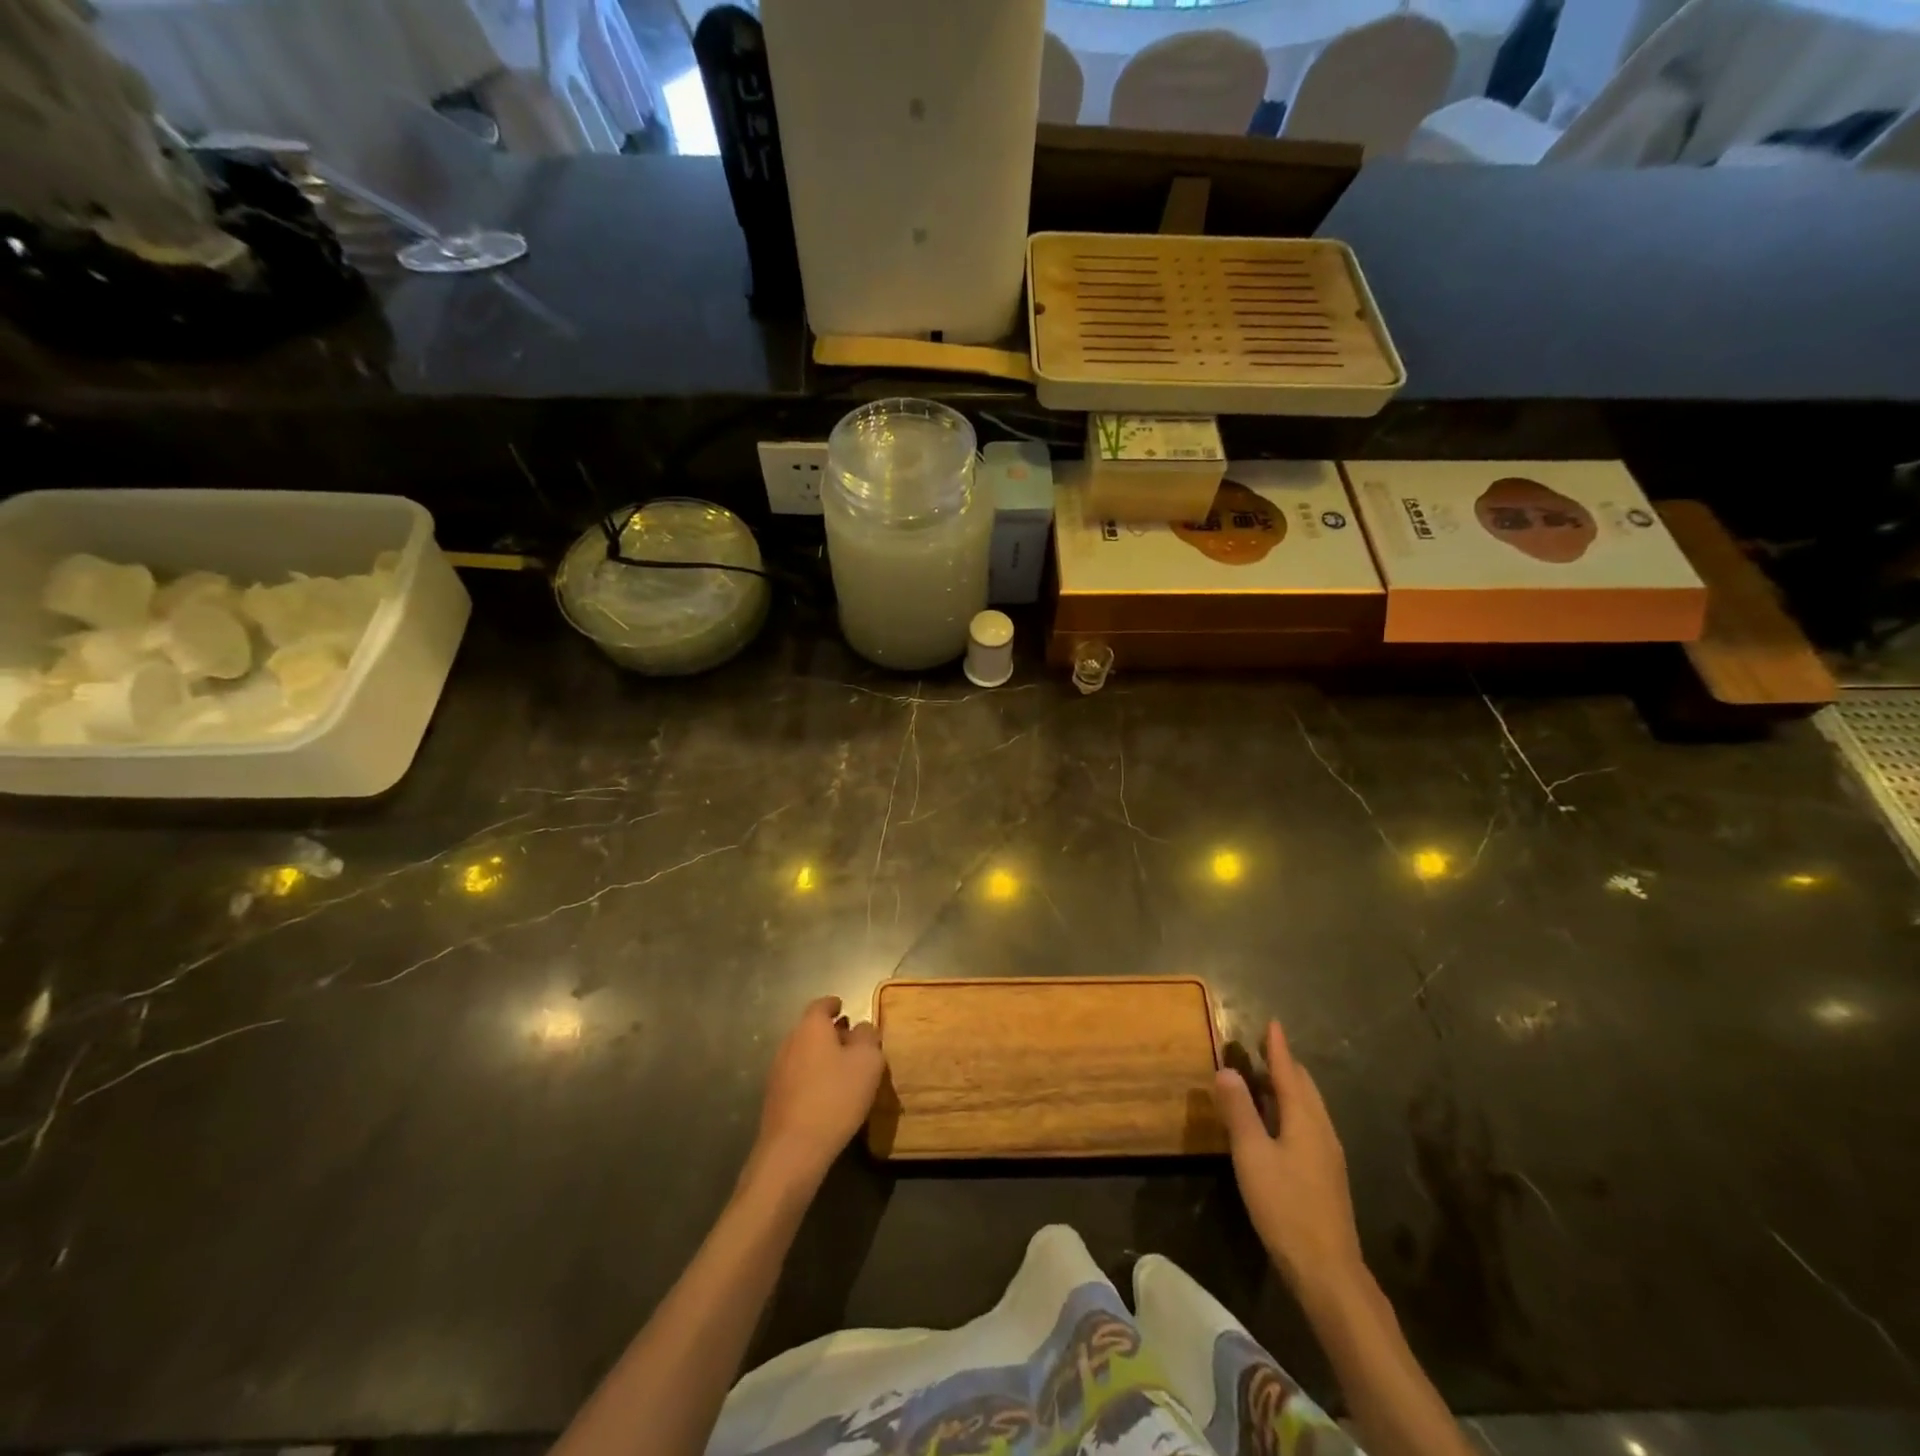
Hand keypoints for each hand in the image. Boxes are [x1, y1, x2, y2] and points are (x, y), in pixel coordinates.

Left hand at [749, 997, 884, 1193]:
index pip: (821, 1005)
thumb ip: (868, 1037)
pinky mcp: (774, 1098)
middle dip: (831, 1032)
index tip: (844, 1007)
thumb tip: (863, 1028)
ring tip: (843, 1070)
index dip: (834, 1004)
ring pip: (804, 1053)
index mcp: (811, 1027)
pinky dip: (813, 1077)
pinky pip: (798, 1076)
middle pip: (811, 1029)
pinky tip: (827, 1095)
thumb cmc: (835, 1097)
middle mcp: (790, 1042)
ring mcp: (778, 1071)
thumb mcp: (868, 1062)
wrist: (793, 1150)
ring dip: (822, 1056)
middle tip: (852, 1041)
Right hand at [1213, 1020, 1366, 1299]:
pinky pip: (1309, 1125)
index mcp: (1305, 1120)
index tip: (1272, 1023)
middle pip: (1304, 1087)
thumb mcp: (1252, 1155)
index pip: (1289, 1072)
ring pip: (1310, 1107)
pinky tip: (1280, 1122)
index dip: (1278, 1048)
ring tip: (1268, 1078)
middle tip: (1264, 1047)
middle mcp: (1321, 1130)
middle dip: (1285, 1064)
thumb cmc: (1285, 1207)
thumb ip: (1239, 1111)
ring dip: (1290, 1087)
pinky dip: (1293, 1108)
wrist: (1328, 1271)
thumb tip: (1226, 1069)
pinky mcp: (1327, 1175)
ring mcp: (1328, 1154)